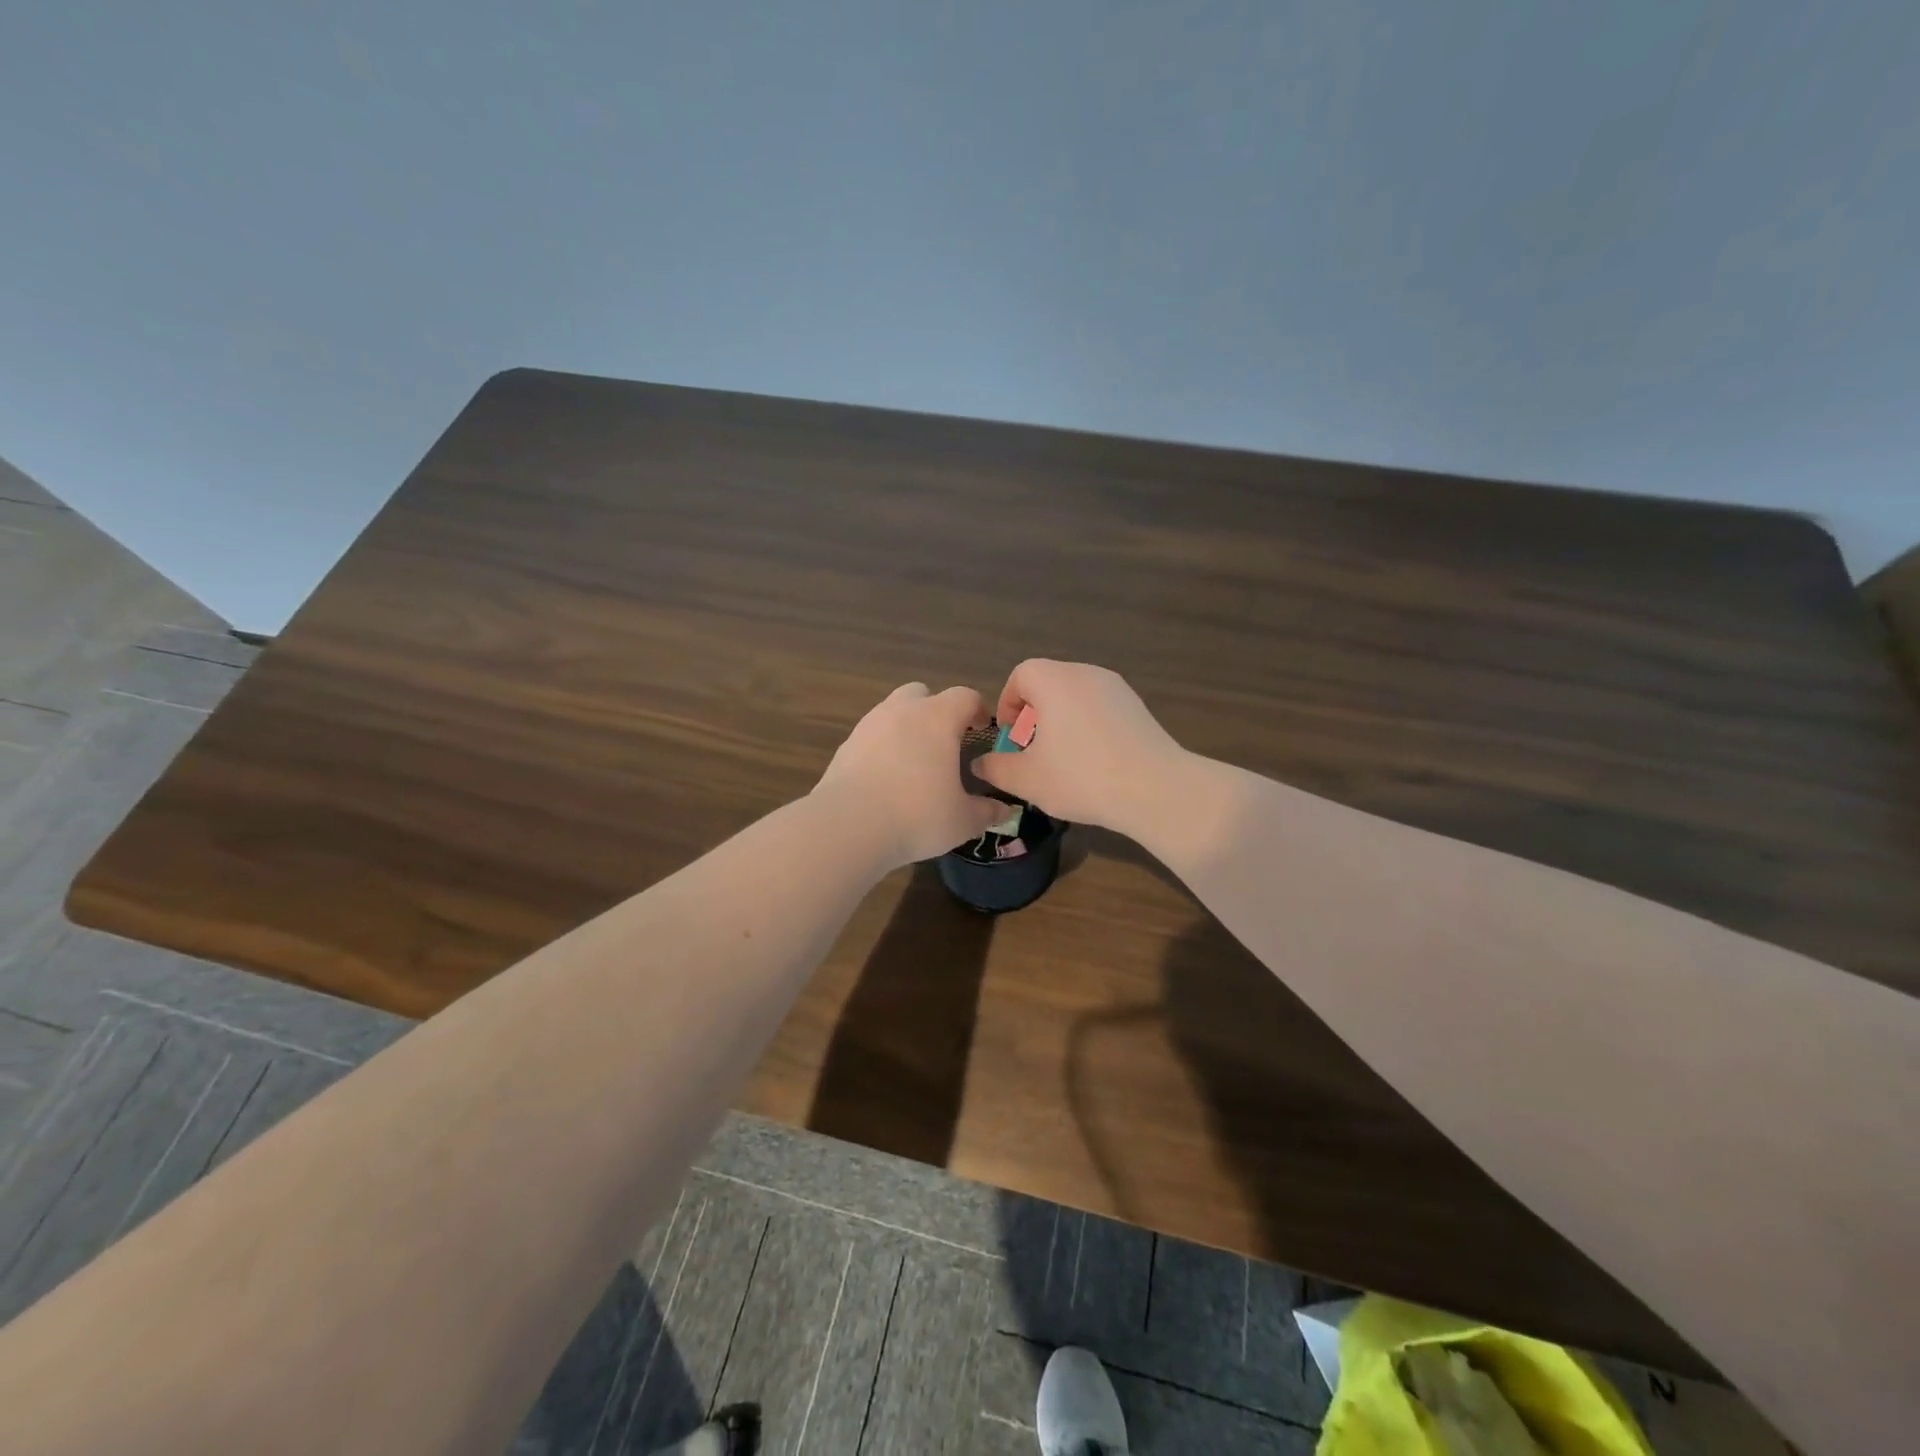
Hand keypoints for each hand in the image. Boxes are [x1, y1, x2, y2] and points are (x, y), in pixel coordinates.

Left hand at [813, 682, 1005, 866]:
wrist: (848, 826)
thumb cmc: (917, 816)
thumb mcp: (963, 821)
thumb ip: (986, 811)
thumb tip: (1004, 809)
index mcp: (937, 718)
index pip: (965, 697)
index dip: (978, 710)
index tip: (983, 729)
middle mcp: (902, 711)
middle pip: (923, 693)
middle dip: (936, 711)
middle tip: (946, 742)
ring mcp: (869, 725)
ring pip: (893, 712)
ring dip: (907, 728)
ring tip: (915, 763)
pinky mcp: (845, 745)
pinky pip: (871, 736)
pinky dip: (882, 748)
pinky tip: (886, 778)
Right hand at [969, 660, 1184, 832]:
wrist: (1154, 789)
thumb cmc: (1080, 777)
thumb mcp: (1026, 779)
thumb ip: (996, 767)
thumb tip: (980, 764)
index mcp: (1055, 681)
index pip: (1021, 674)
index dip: (1008, 702)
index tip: (1010, 737)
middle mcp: (1086, 673)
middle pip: (1049, 682)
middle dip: (1033, 714)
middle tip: (1031, 750)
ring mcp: (1117, 688)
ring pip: (1075, 696)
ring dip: (1060, 720)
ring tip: (1061, 758)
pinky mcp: (1138, 707)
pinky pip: (1100, 708)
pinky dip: (1087, 726)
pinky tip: (1093, 761)